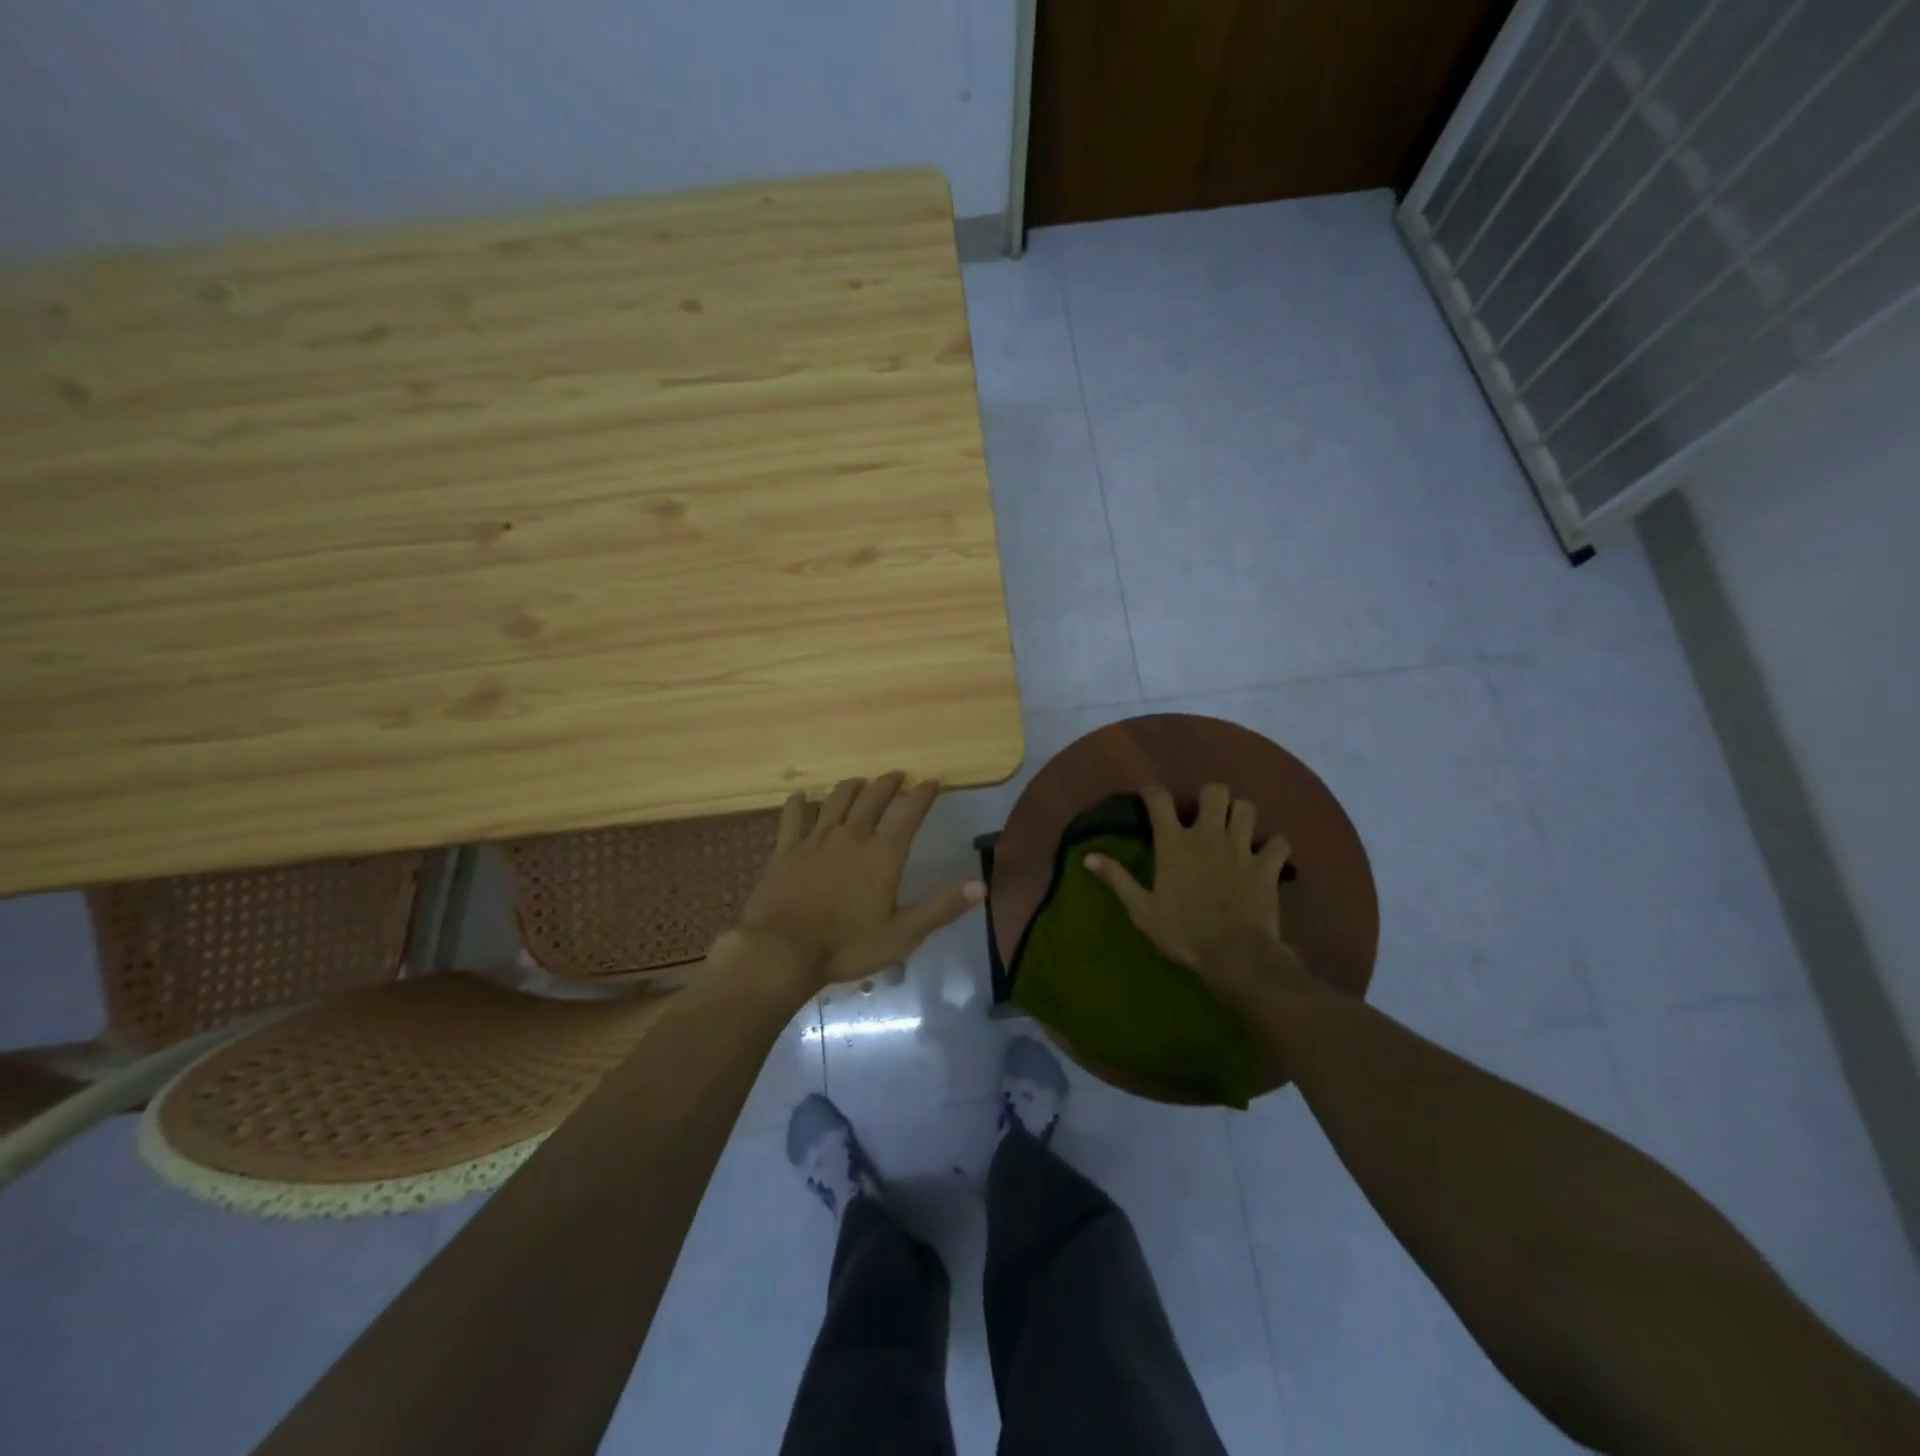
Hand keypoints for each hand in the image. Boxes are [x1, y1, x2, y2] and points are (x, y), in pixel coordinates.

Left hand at [724, 773, 984, 992]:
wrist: (782, 951)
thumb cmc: (847, 946)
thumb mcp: (903, 934)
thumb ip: (942, 907)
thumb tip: (981, 886)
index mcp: (883, 855)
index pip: (909, 813)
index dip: (923, 794)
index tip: (931, 782)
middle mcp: (852, 836)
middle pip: (872, 798)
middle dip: (888, 783)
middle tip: (896, 776)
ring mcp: (816, 839)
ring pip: (836, 799)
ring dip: (851, 787)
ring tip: (859, 782)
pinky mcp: (786, 848)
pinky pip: (794, 816)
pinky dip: (800, 803)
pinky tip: (802, 797)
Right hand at [1084, 783, 1303, 1006]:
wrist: (1235, 956)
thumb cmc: (1183, 933)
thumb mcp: (1142, 910)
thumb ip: (1117, 879)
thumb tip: (1088, 857)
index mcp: (1174, 844)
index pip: (1159, 800)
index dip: (1152, 791)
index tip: (1148, 795)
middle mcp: (1208, 836)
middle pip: (1215, 792)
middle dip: (1210, 797)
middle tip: (1204, 815)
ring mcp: (1242, 849)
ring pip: (1247, 808)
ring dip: (1240, 815)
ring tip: (1234, 829)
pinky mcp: (1267, 867)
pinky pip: (1279, 842)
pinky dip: (1274, 845)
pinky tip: (1267, 855)